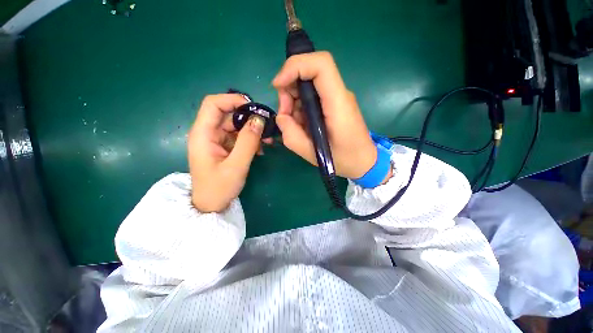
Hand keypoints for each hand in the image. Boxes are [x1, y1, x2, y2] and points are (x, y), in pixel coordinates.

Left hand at [188, 94, 267, 212]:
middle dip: (248, 119)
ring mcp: (216, 140)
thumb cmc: (219, 188)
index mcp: (203, 134)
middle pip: (228, 114)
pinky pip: (238, 137)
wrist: (211, 206)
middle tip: (266, 128)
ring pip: (235, 126)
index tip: (253, 108)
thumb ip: (248, 141)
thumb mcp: (236, 165)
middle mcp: (208, 133)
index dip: (232, 100)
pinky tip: (259, 150)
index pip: (213, 104)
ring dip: (252, 131)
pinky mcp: (224, 147)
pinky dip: (250, 140)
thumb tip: (259, 119)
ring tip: (266, 142)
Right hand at [273, 52, 376, 179]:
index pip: (321, 65)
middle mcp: (339, 95)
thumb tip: (281, 116)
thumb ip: (291, 135)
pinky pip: (311, 97)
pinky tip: (302, 124)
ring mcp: (336, 98)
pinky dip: (300, 107)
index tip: (278, 85)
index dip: (295, 66)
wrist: (364, 161)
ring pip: (307, 85)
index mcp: (338, 103)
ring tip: (294, 124)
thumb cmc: (343, 159)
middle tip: (285, 114)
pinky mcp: (333, 104)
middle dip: (289, 89)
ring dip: (293, 101)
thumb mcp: (312, 154)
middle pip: (310, 72)